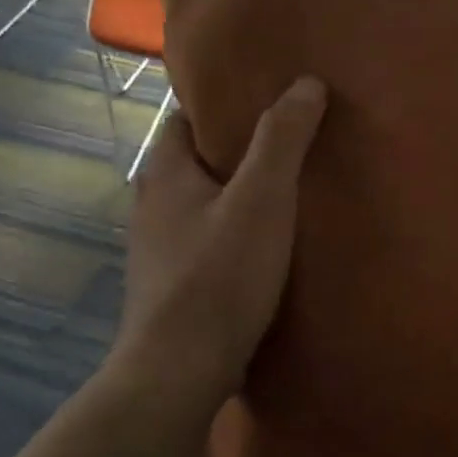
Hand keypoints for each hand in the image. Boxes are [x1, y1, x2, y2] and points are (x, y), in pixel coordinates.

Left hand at [108, 77, 327, 410]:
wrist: (179, 373)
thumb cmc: (219, 277)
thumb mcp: (262, 199)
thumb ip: (282, 140)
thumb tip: (306, 83)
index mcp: (164, 172)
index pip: (185, 117)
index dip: (223, 104)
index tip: (267, 99)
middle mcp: (152, 205)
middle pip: (196, 161)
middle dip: (236, 150)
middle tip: (290, 143)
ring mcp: (158, 250)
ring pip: (202, 204)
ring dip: (237, 195)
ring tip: (288, 193)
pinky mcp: (172, 286)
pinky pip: (206, 242)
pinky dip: (233, 233)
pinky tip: (267, 247)